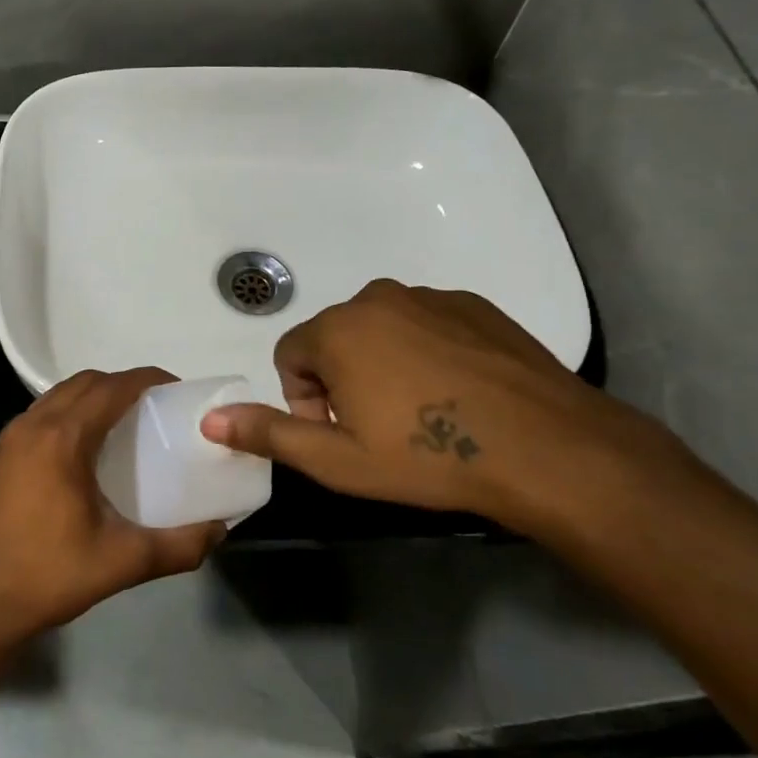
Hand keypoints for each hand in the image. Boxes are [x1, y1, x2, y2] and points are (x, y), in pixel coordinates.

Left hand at [0, 368, 226, 644]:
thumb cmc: (46, 575)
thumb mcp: (121, 562)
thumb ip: (178, 546)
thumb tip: (219, 531)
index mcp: (62, 438)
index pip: (111, 387)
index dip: (147, 379)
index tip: (178, 389)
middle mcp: (33, 425)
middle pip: (85, 382)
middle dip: (123, 384)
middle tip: (157, 407)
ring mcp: (12, 438)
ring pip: (60, 395)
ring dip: (95, 396)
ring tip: (128, 423)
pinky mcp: (2, 455)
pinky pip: (44, 414)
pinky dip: (73, 412)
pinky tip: (90, 448)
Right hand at [199, 279, 676, 528]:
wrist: (547, 449)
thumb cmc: (429, 458)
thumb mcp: (338, 461)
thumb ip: (268, 434)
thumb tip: (211, 419)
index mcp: (338, 329)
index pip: (290, 356)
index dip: (305, 400)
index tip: (341, 435)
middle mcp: (377, 298)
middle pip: (334, 338)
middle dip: (341, 380)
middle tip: (380, 428)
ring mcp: (430, 296)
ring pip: (381, 329)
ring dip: (383, 363)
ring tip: (422, 411)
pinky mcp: (473, 304)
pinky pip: (425, 323)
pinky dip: (426, 351)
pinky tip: (457, 393)